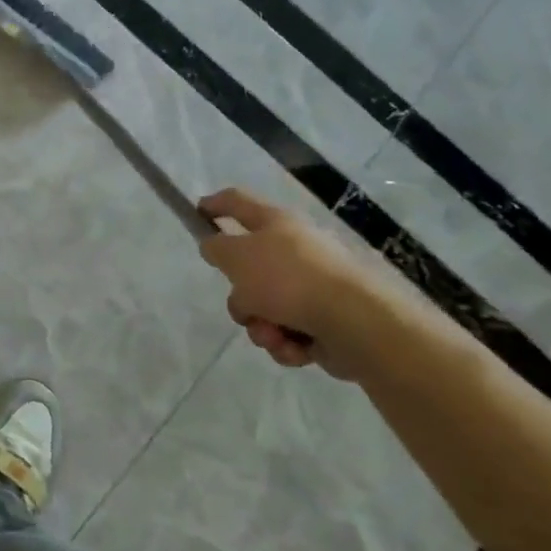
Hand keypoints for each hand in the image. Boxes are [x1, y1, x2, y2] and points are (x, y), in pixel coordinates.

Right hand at [196, 188, 380, 378]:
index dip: (214, 205)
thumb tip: (214, 245)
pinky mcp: (324, 321)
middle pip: (248, 268)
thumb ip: (217, 248)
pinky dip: (285, 342)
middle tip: (242, 303)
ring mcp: (311, 286)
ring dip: (261, 325)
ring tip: (273, 334)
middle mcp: (294, 250)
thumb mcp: (237, 257)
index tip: (196, 213)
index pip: (237, 202)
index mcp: (276, 223)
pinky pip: (286, 331)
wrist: (355, 323)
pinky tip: (294, 347)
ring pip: (264, 306)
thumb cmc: (288, 279)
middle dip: (241, 296)